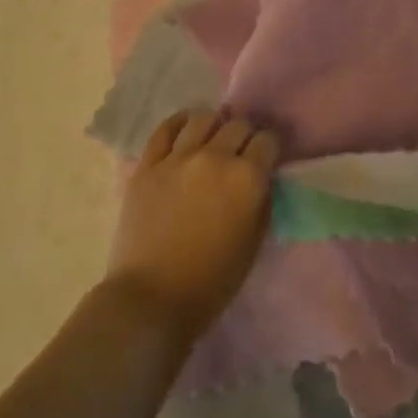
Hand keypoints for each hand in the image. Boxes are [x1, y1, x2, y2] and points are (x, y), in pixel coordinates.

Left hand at [105, 109, 277, 345]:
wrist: (152, 299)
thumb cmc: (212, 281)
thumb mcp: (254, 242)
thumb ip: (261, 200)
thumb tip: (259, 177)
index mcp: (246, 178)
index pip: (267, 140)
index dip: (269, 148)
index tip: (266, 158)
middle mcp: (215, 157)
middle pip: (238, 125)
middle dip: (244, 136)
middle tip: (240, 153)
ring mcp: (178, 158)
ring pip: (203, 119)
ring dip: (214, 126)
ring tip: (212, 140)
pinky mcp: (148, 164)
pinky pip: (165, 129)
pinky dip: (179, 123)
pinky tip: (185, 129)